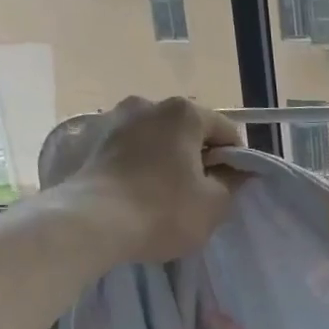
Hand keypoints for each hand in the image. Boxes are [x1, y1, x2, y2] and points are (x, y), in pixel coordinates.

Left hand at [45, 96, 245, 263]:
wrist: (90, 224)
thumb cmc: (163, 210)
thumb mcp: (215, 204)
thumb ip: (233, 182)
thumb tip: (237, 171)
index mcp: (184, 112)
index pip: (227, 131)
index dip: (236, 160)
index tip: (232, 187)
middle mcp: (148, 104)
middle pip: (189, 131)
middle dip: (198, 157)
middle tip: (200, 193)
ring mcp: (114, 119)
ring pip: (157, 139)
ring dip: (167, 159)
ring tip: (165, 194)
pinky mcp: (90, 141)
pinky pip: (130, 150)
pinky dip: (140, 165)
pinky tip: (139, 192)